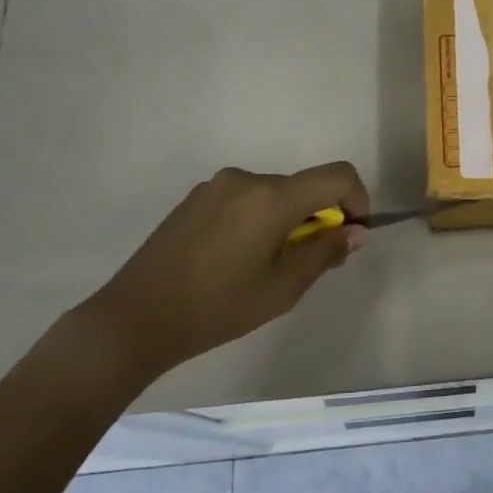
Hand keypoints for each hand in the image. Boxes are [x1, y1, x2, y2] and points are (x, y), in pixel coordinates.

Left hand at [77, 162, 369, 375]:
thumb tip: (355, 231)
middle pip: (303, 186)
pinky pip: (245, 199)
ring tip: (268, 267)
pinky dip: (259, 220)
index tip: (351, 234)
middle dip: (319, 217)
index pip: (337, 176)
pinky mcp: (195, 199)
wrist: (135, 317)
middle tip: (310, 263)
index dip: (357, 199)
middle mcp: (245, 179)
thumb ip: (324, 252)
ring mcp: (216, 186)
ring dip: (287, 220)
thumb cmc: (217, 308)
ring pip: (273, 194)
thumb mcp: (282, 289)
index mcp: (271, 197)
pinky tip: (237, 260)